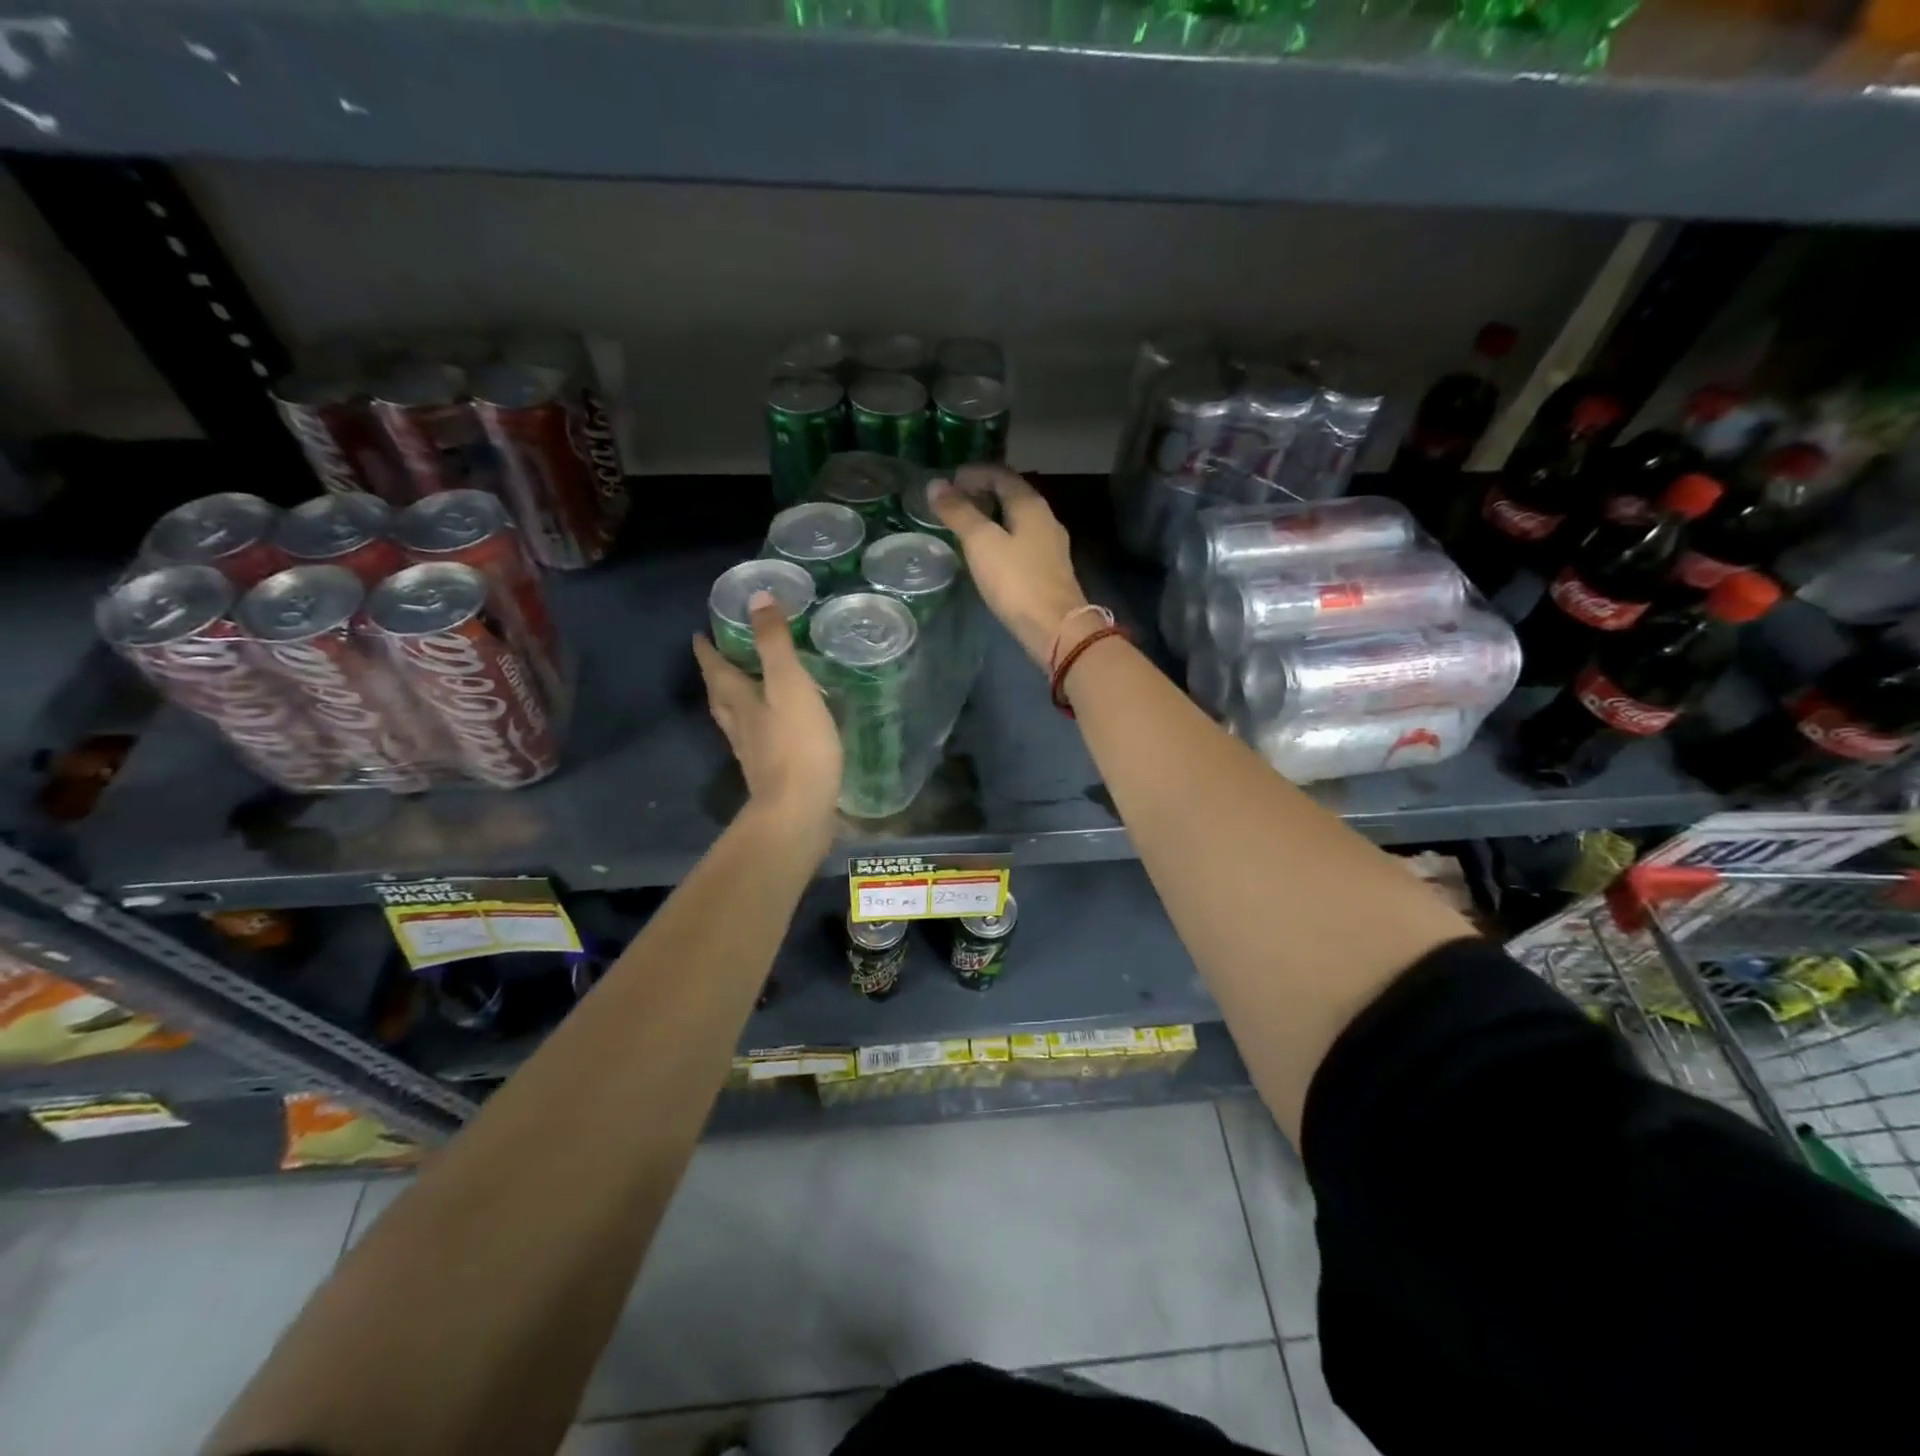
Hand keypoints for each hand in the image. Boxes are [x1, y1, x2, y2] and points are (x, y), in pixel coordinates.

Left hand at [692, 592, 841, 843]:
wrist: (799, 810)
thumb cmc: (796, 744)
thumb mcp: (789, 684)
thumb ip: (775, 643)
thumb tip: (756, 597)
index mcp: (739, 701)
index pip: (715, 669)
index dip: (707, 650)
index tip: (698, 634)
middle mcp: (739, 726)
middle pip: (720, 695)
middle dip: (717, 675)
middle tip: (718, 658)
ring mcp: (753, 753)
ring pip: (735, 720)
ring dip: (734, 701)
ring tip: (742, 689)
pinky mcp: (771, 773)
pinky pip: (757, 739)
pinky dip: (758, 726)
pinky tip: (773, 729)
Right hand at [931, 465, 1091, 667]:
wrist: (1056, 628)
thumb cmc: (1016, 581)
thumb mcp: (981, 543)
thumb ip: (959, 513)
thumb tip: (935, 484)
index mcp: (1031, 505)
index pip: (1001, 474)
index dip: (974, 473)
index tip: (948, 481)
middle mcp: (1045, 519)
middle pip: (1012, 495)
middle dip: (982, 493)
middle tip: (953, 502)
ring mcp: (1050, 546)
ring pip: (1017, 519)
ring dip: (992, 516)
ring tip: (965, 525)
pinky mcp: (1049, 570)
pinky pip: (1021, 541)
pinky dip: (1001, 537)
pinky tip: (987, 553)